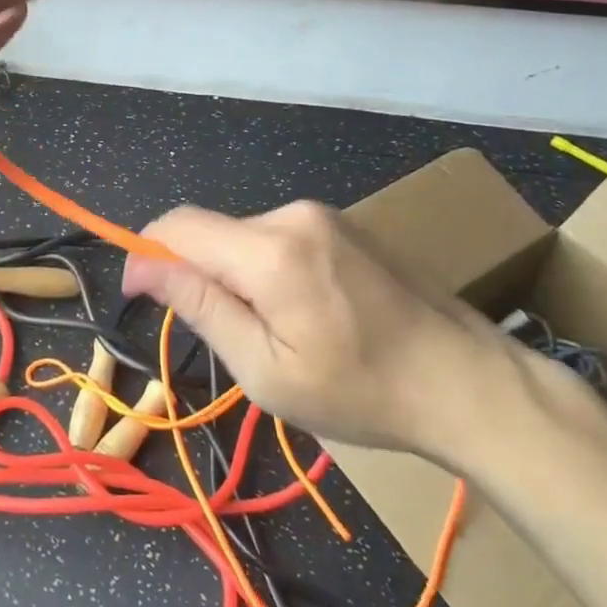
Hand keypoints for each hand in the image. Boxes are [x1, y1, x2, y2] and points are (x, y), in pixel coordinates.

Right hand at [122, 201, 519, 465]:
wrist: (467, 382)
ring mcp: (325, 216)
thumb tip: (143, 266)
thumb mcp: (266, 369)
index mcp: (270, 250)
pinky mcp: (346, 225)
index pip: (179, 225)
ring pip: (247, 238)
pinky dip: (269, 271)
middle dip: (199, 276)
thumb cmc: (361, 392)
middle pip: (214, 234)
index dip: (146, 254)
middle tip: (229, 341)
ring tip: (277, 335)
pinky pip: (281, 239)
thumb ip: (201, 307)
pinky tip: (306, 316)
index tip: (139, 297)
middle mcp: (293, 215)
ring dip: (237, 277)